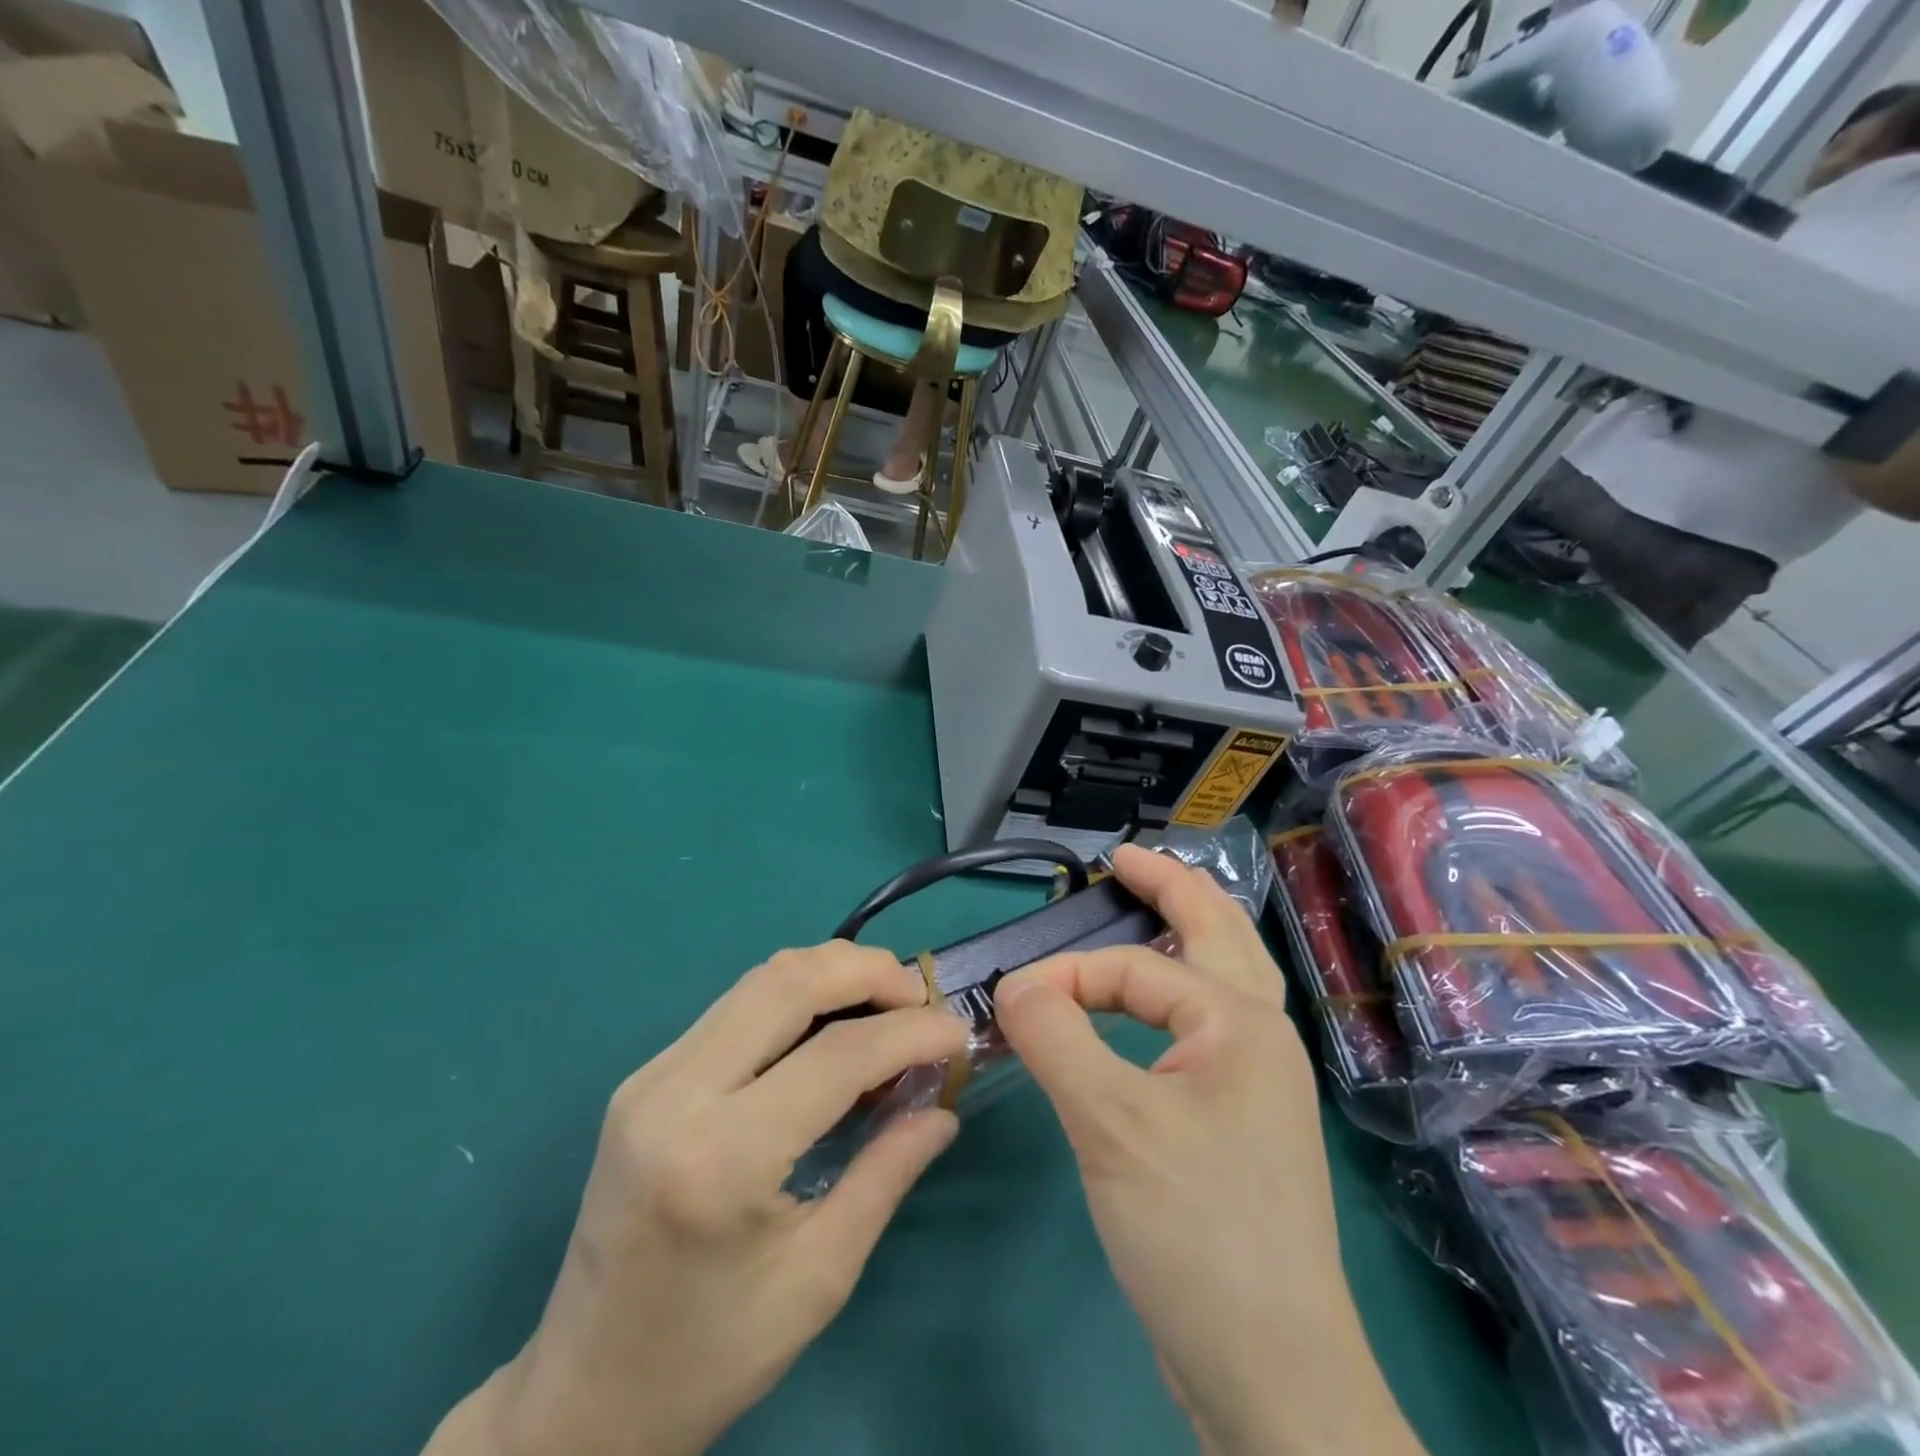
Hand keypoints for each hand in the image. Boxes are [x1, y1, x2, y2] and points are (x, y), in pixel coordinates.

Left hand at [426, 942, 969, 1455]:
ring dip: (832, 972)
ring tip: (886, 999)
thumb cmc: (709, 1357)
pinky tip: (830, 1021)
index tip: (957, 1034)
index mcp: (721, 1158)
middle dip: (868, 972)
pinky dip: (795, 994)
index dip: (909, 1033)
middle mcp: (677, 1094)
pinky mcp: (645, 1076)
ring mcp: (651, 1076)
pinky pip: (735, 1005)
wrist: (579, 1396)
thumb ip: (886, 1175)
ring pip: (759, 979)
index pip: (836, 1055)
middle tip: (921, 997)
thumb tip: (942, 1106)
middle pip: (789, 983)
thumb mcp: (819, 1278)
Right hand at [994, 846, 1422, 1455]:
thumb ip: (1056, 1037)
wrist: (1272, 1375)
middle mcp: (1259, 1038)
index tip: (1010, 1004)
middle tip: (1125, 859)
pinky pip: (1205, 1026)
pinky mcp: (1240, 1122)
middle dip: (1173, 886)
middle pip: (1219, 933)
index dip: (1067, 975)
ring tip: (1150, 905)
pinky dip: (1177, 992)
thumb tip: (1015, 985)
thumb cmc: (1197, 1232)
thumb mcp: (1111, 1125)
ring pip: (1222, 977)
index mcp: (1240, 1022)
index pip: (1134, 969)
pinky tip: (1156, 1004)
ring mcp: (1256, 1082)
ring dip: (1187, 932)